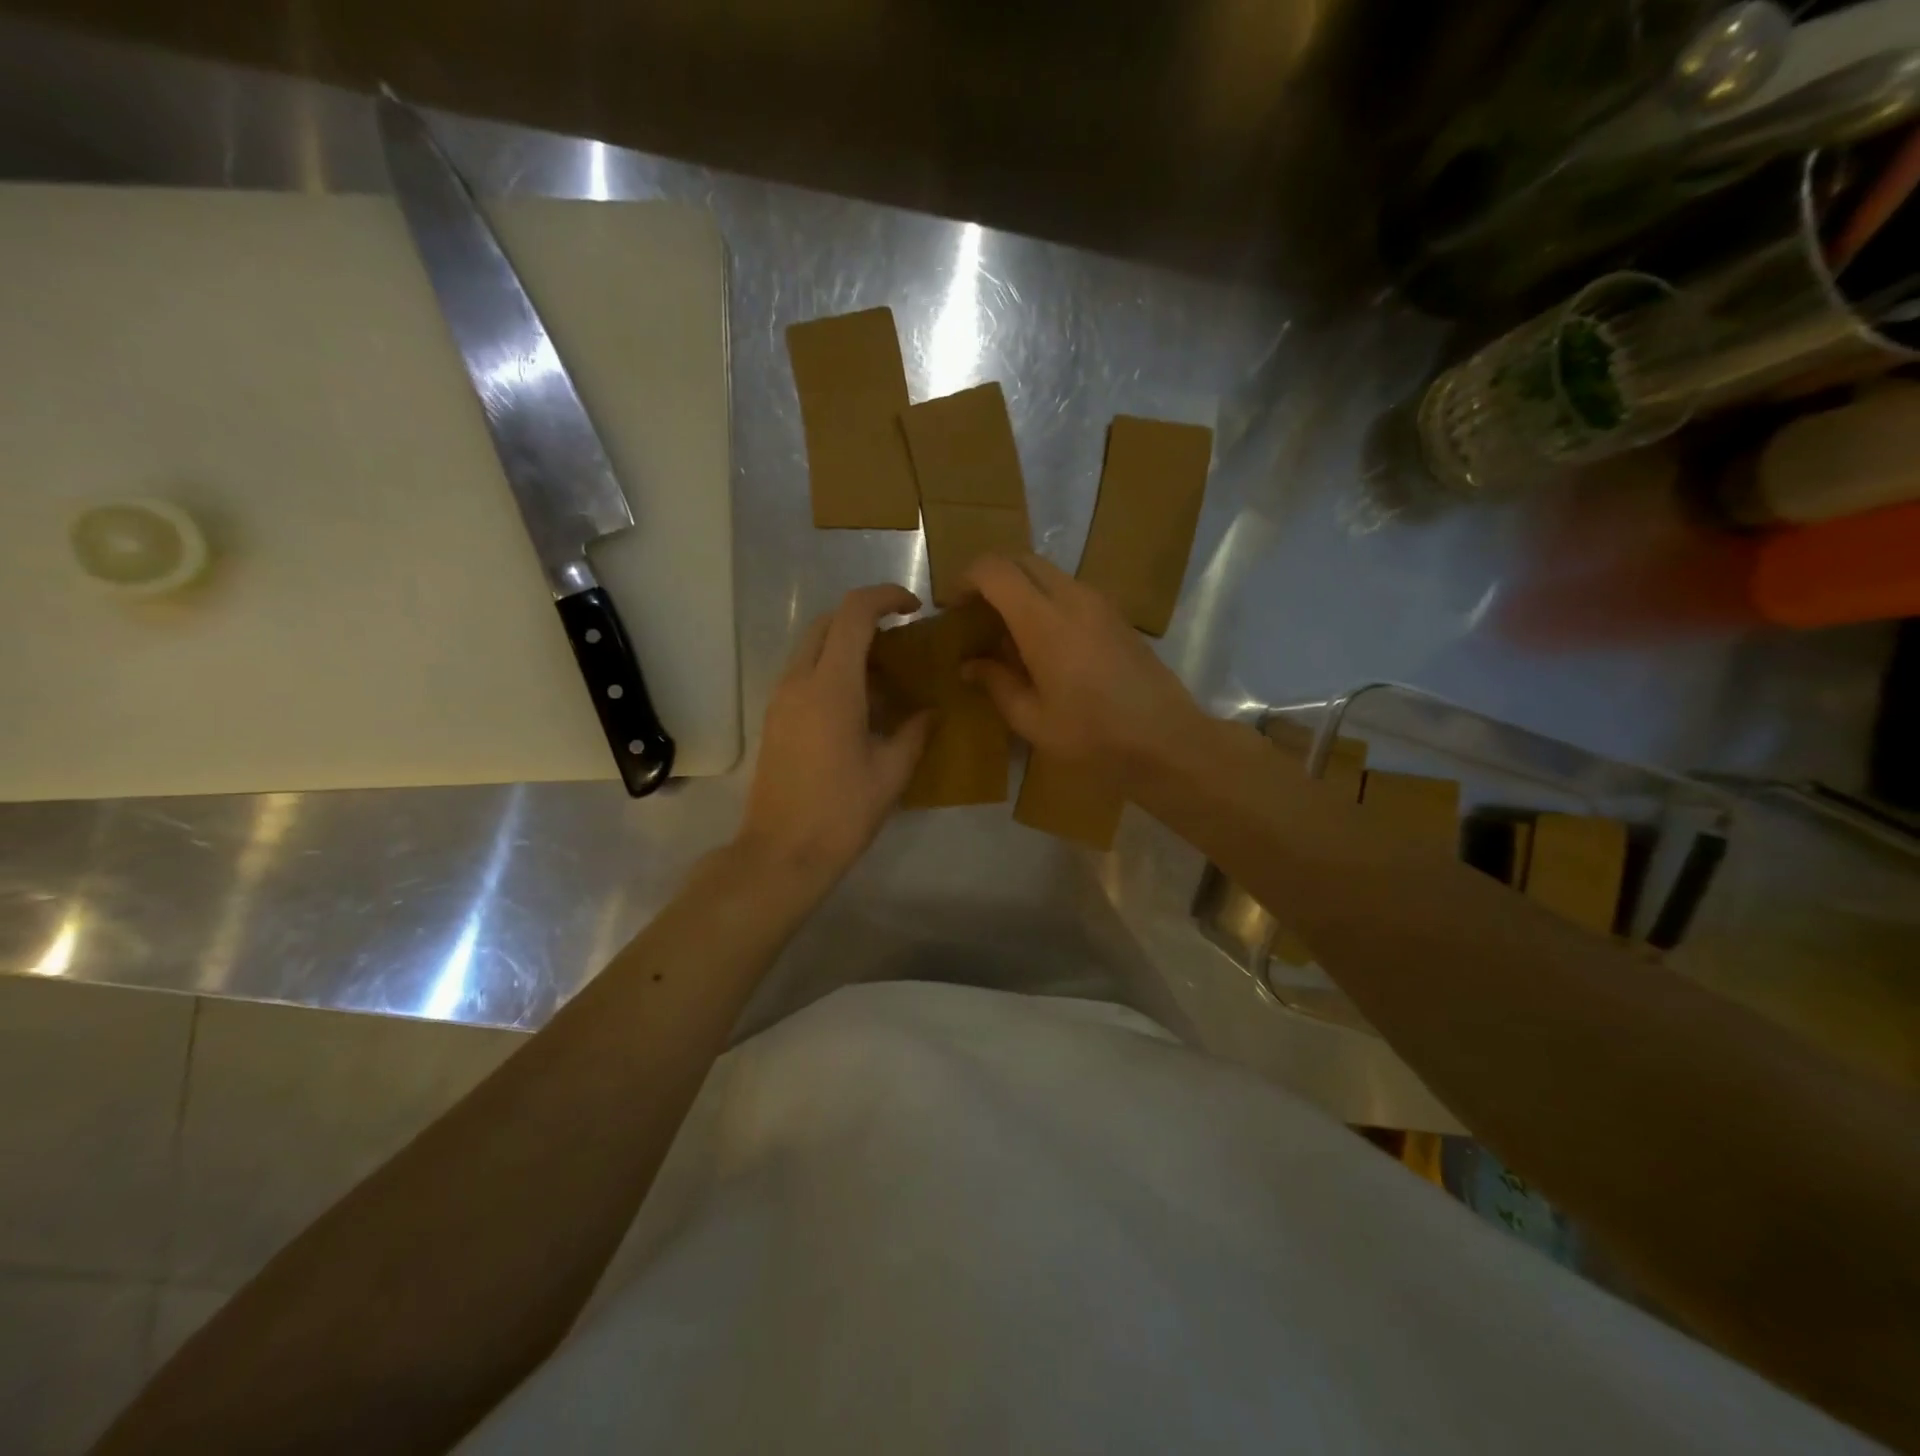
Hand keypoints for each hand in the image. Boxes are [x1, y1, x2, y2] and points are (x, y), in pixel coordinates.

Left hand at [736, 584, 932, 885]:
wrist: (781, 853)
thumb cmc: (842, 813)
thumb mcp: (891, 772)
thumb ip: (915, 732)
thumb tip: (930, 711)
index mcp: (832, 687)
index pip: (854, 614)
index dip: (885, 597)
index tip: (914, 609)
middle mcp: (799, 681)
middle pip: (827, 622)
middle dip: (865, 617)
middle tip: (900, 641)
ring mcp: (780, 699)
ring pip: (812, 646)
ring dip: (846, 644)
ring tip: (884, 676)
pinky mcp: (774, 718)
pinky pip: (803, 673)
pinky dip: (832, 669)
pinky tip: (859, 704)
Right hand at [959, 553, 1204, 774]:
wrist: (1166, 740)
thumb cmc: (1093, 736)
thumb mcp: (1032, 719)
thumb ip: (996, 683)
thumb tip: (969, 665)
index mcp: (1044, 620)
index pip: (995, 570)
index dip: (965, 579)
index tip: (951, 608)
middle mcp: (1073, 597)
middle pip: (1022, 561)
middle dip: (990, 578)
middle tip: (973, 614)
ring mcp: (1100, 602)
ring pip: (1048, 573)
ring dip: (1020, 588)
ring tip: (1004, 630)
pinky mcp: (1117, 615)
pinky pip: (1070, 590)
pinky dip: (1045, 600)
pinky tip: (1041, 643)